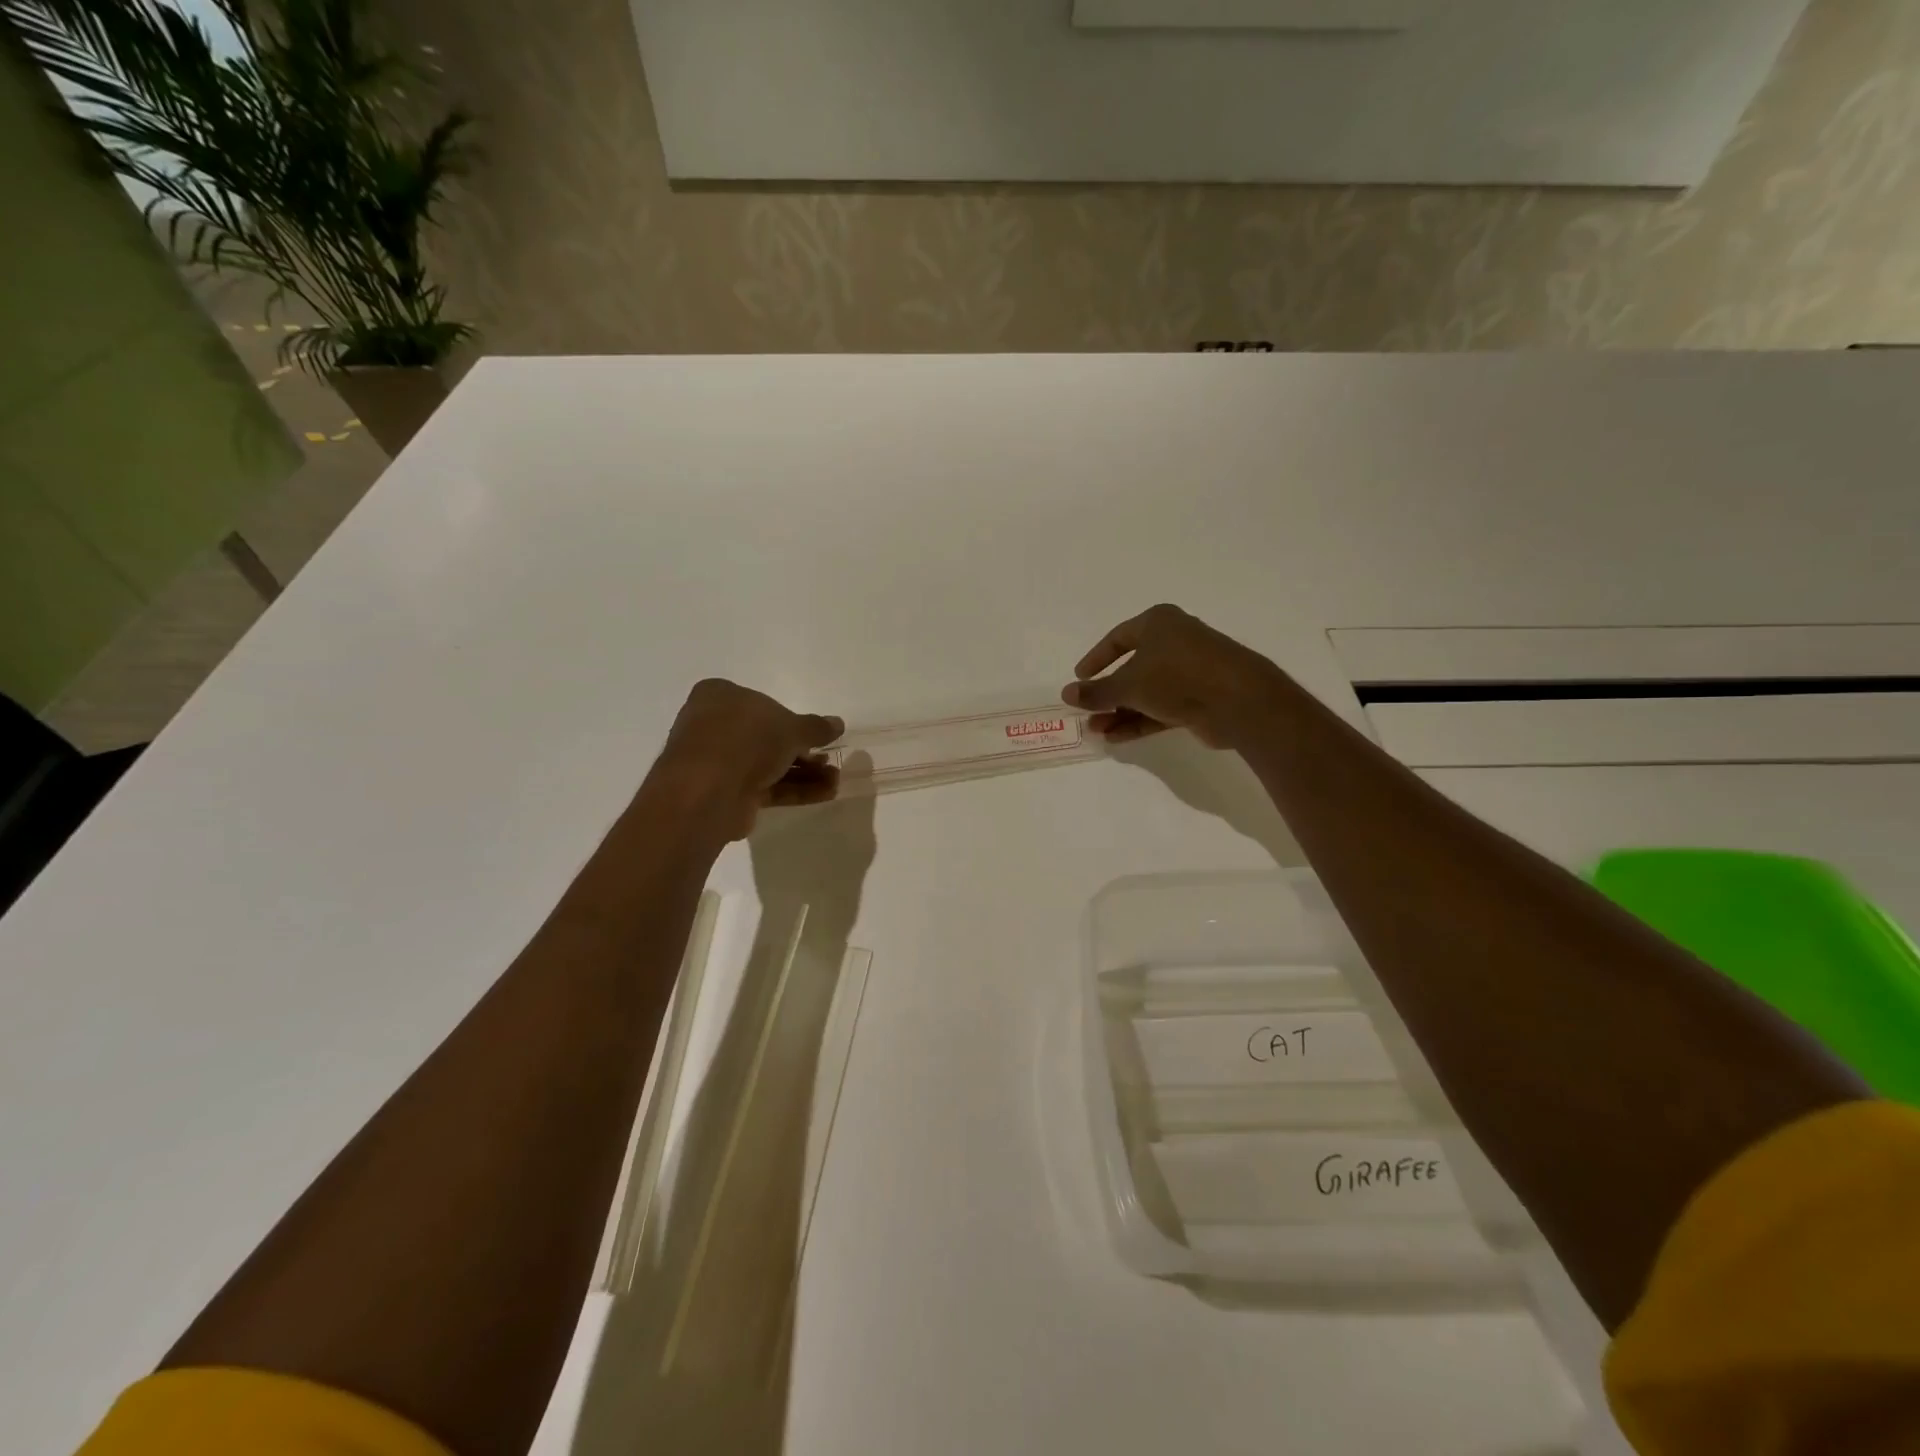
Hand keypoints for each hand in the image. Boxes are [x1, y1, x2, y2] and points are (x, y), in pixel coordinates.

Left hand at [650, 679, 843, 838]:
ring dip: (803, 772)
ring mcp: (717, 761)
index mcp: (720, 696)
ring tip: (835, 780)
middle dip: (803, 750)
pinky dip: (794, 789)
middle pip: (767, 737)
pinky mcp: (725, 792)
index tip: (816, 733)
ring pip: (768, 764)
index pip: (761, 702)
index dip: (791, 719)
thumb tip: (838, 723)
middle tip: (828, 759)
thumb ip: (816, 727)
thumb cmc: (747, 740)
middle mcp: (714, 725)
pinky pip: (765, 786)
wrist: (708, 791)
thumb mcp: (791, 727)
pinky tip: (825, 793)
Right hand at [1063, 604, 1286, 748]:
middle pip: (1132, 668)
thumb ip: (1096, 692)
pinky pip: (1161, 708)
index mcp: (1158, 623)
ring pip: (1146, 691)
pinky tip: (1116, 737)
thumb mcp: (1128, 684)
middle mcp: (1175, 642)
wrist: (1239, 701)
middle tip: (1087, 711)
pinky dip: (1139, 721)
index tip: (1079, 678)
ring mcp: (1189, 671)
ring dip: (1120, 711)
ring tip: (1096, 731)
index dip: (1096, 659)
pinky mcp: (1199, 698)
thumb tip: (1066, 694)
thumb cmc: (1177, 676)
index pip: (1118, 638)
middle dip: (1108, 694)